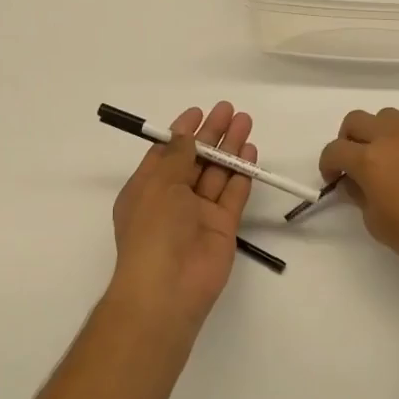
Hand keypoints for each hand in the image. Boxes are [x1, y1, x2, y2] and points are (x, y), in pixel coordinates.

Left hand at [109, 101, 256, 326]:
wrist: (168, 288)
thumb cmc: (153, 230)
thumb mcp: (158, 185)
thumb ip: (176, 157)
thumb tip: (185, 135)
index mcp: (148, 188)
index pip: (167, 153)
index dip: (182, 132)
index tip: (199, 112)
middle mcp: (173, 199)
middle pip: (196, 159)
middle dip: (212, 134)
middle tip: (230, 110)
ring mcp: (199, 213)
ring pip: (217, 173)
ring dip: (230, 148)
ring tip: (245, 122)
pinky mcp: (223, 226)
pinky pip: (233, 194)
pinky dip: (242, 174)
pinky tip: (251, 152)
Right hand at [318, 108, 398, 291]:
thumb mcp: (374, 222)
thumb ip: (358, 193)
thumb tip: (354, 180)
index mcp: (369, 160)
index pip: (334, 150)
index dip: (327, 164)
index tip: (333, 178)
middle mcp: (390, 136)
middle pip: (355, 120)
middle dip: (348, 140)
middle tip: (354, 161)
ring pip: (386, 115)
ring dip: (379, 132)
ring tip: (388, 154)